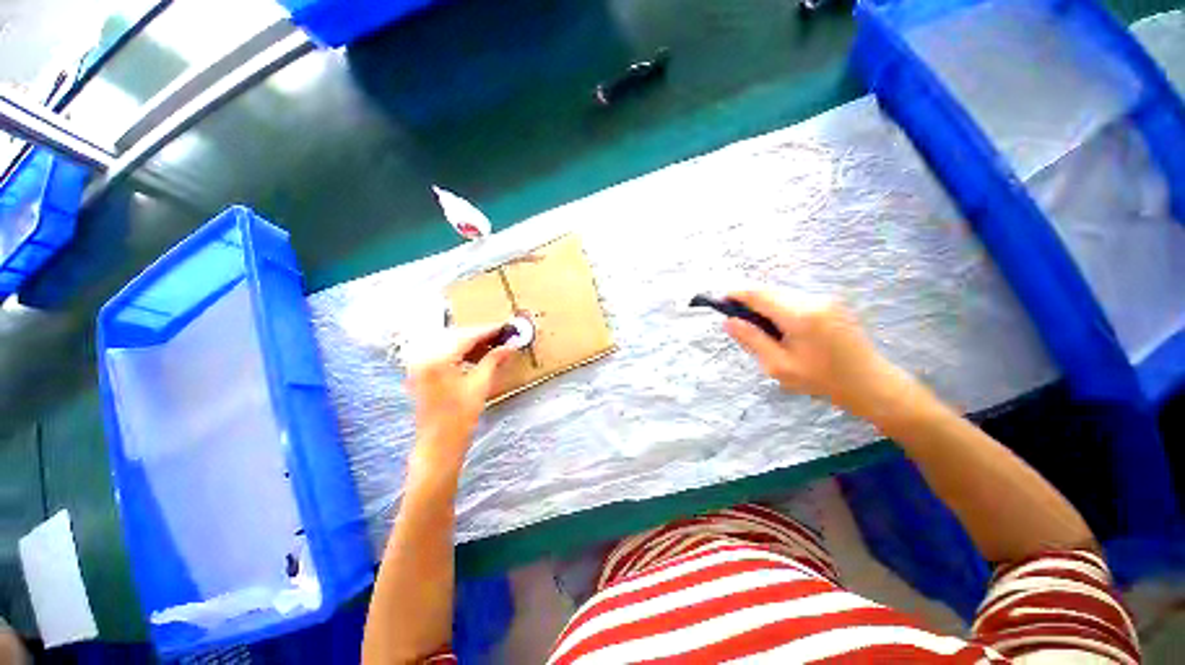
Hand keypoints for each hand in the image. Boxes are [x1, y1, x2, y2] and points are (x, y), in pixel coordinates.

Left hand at [404, 326, 514, 469]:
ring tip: (491, 347)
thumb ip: (493, 360)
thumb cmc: (460, 417)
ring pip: (448, 343)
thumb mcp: (480, 385)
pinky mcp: (420, 372)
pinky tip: (474, 357)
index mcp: (437, 359)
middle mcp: (424, 356)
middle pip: (455, 336)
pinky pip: (441, 352)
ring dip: (469, 343)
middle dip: (479, 335)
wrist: (438, 445)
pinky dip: (459, 352)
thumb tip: (510, 346)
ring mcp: (419, 364)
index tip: (505, 328)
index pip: (466, 336)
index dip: (488, 331)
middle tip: (501, 337)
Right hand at [723, 291, 908, 418]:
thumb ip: (752, 340)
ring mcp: (825, 299)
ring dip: (765, 306)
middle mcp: (813, 299)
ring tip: (761, 331)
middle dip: (750, 301)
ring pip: (783, 295)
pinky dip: (780, 309)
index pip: (759, 294)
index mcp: (799, 315)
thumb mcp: (779, 366)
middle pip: (770, 291)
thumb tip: (728, 321)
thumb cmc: (822, 380)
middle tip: (739, 323)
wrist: (872, 384)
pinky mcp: (832, 304)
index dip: (736, 294)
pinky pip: (796, 300)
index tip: (719, 300)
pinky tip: (782, 329)